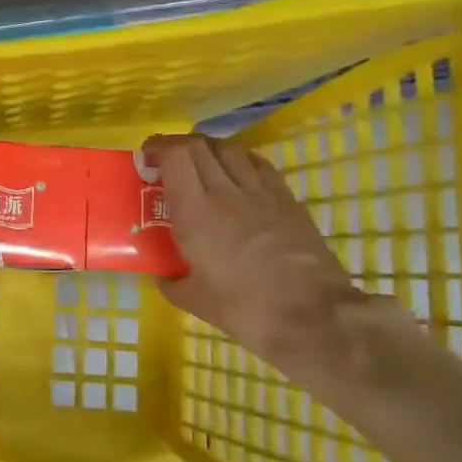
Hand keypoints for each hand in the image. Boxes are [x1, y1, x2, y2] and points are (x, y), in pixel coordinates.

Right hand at [147, 133, 367, 382]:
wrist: (313, 316)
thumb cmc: (246, 309)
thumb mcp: (195, 301)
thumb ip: (172, 282)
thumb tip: (164, 276)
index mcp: (195, 212)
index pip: (175, 156)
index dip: (158, 146)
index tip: (147, 156)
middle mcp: (225, 191)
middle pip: (200, 145)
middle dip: (178, 145)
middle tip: (168, 160)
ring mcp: (261, 192)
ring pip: (231, 149)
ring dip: (210, 150)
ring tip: (203, 165)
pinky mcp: (288, 200)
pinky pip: (259, 165)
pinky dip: (241, 161)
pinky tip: (239, 176)